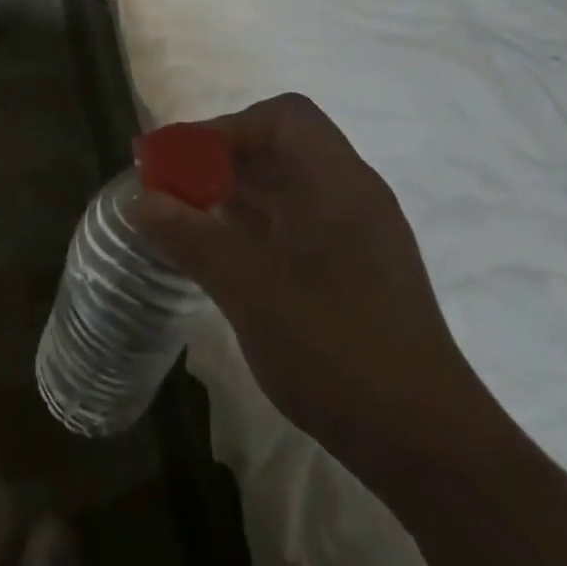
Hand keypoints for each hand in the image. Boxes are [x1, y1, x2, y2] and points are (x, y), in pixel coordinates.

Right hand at [135, 94, 496, 481]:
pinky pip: (290, 223)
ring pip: (283, 187)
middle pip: (279, 147)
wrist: (428, 447)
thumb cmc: (339, 353)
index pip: (282, 117)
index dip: (225, 127)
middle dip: (218, 158)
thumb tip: (139, 201)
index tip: (178, 158)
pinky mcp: (349, 270)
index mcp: (338, 185)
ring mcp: (353, 235)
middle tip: (167, 184)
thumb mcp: (250, 291)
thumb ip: (191, 238)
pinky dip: (248, 224)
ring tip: (179, 216)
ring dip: (230, 192)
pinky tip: (216, 252)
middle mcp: (350, 197)